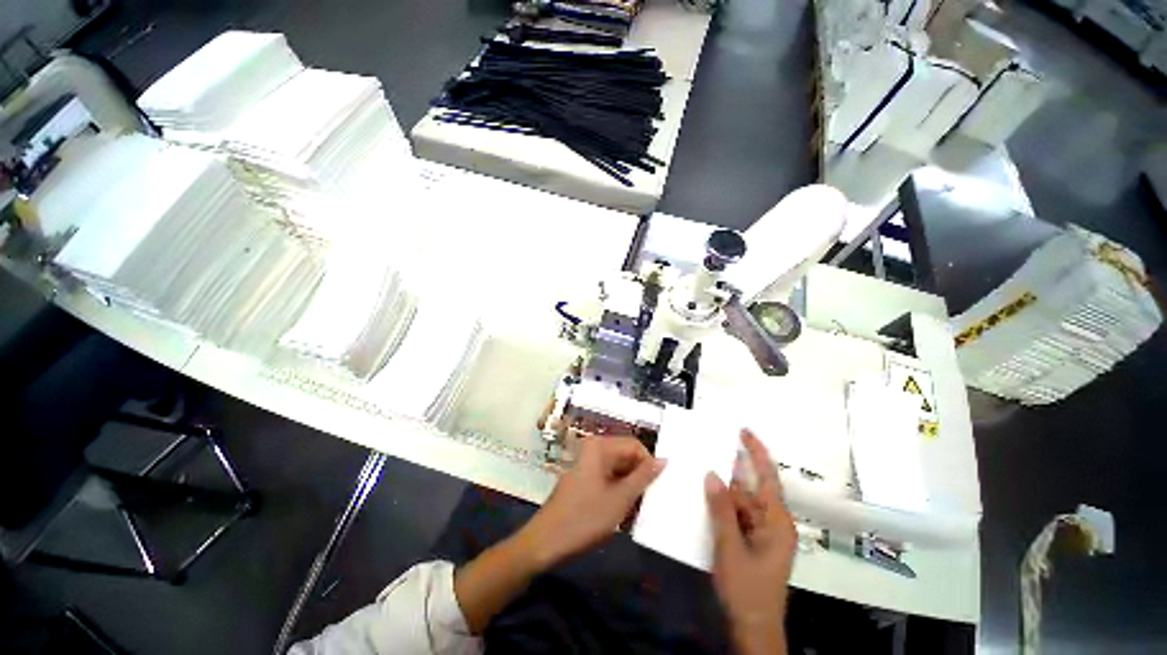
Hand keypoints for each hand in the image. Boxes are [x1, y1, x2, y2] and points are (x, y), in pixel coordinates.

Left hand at [517, 436, 664, 568]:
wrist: (546, 541)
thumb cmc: (584, 518)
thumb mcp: (620, 499)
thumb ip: (643, 477)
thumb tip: (663, 460)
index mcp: (600, 446)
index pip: (635, 445)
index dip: (649, 464)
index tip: (657, 488)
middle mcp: (593, 449)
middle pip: (626, 456)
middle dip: (639, 477)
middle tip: (649, 501)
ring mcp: (587, 463)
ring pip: (618, 469)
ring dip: (630, 487)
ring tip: (637, 510)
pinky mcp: (584, 477)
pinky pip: (608, 478)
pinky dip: (618, 492)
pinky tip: (623, 512)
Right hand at [705, 430, 795, 654]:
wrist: (752, 628)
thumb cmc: (747, 590)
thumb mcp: (731, 548)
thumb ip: (722, 510)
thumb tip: (712, 475)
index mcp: (776, 522)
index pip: (768, 478)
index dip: (757, 453)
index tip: (743, 431)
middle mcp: (772, 523)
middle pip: (750, 489)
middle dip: (730, 471)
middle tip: (708, 450)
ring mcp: (761, 533)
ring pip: (740, 503)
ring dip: (722, 491)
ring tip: (700, 473)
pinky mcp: (751, 542)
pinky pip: (735, 516)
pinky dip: (721, 507)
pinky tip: (703, 500)